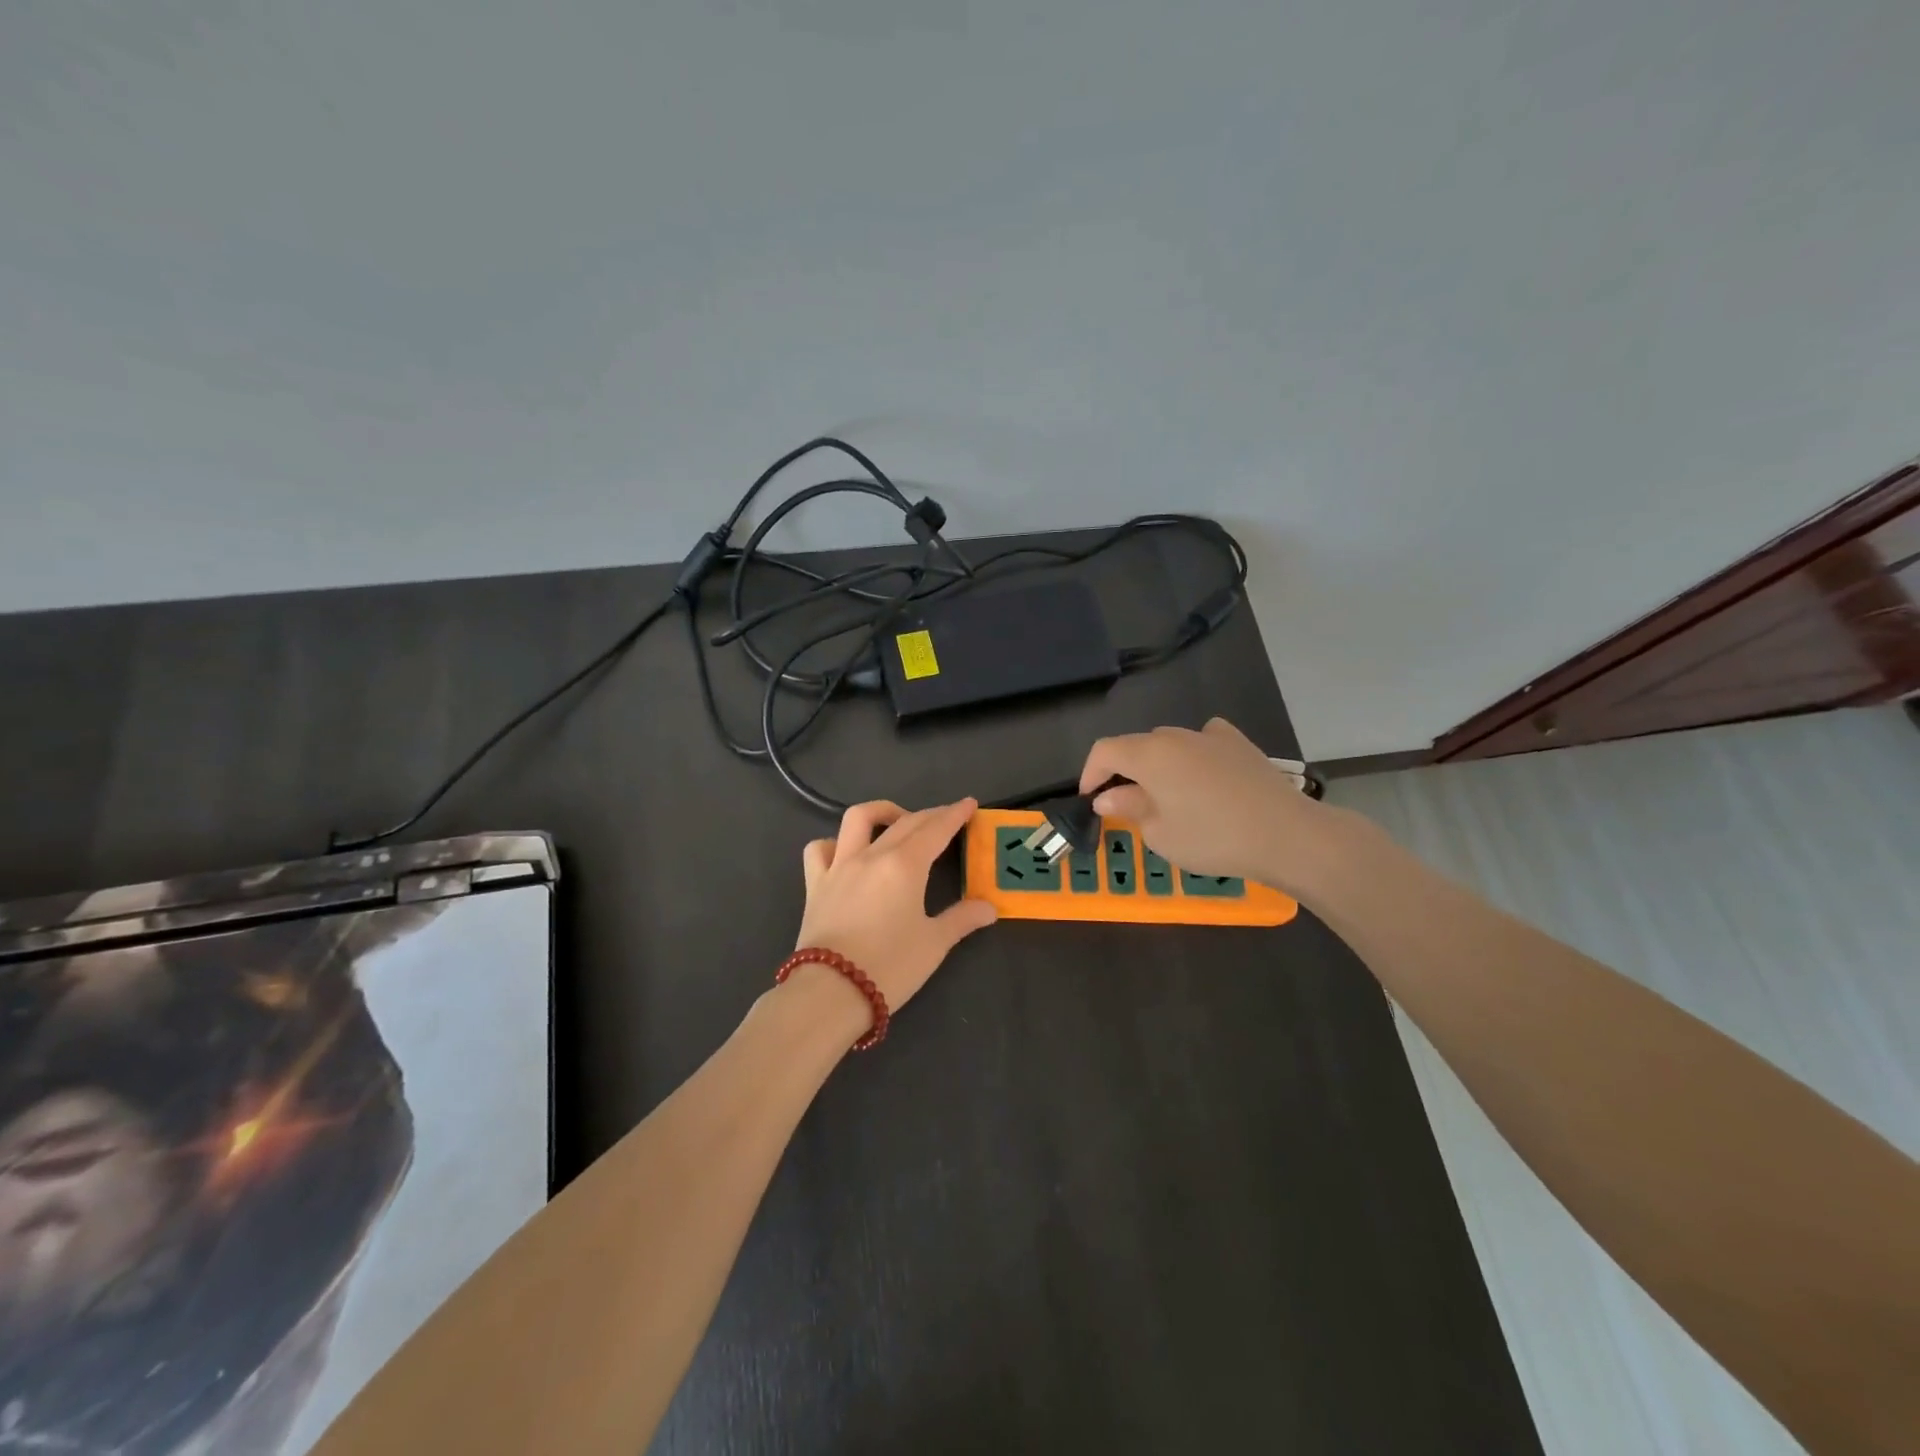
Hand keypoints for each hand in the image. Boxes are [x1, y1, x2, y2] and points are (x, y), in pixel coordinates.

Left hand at [790, 799, 996, 1033]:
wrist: (831, 991)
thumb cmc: (890, 966)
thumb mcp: (934, 944)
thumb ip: (962, 919)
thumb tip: (989, 907)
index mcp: (905, 865)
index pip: (935, 829)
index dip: (954, 815)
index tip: (968, 803)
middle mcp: (872, 855)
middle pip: (905, 822)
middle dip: (929, 814)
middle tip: (947, 817)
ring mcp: (839, 866)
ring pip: (858, 819)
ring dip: (881, 811)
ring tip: (896, 820)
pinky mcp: (815, 884)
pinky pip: (820, 849)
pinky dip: (834, 843)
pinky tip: (846, 853)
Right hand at [1079, 718, 1370, 898]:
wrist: (1287, 835)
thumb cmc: (1213, 838)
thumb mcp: (1160, 833)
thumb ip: (1129, 807)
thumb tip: (1108, 796)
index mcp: (1150, 754)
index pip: (1104, 751)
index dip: (1090, 773)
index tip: (1090, 801)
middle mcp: (1176, 736)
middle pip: (1137, 746)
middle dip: (1124, 773)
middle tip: (1127, 807)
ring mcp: (1211, 736)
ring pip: (1170, 744)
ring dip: (1158, 766)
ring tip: (1167, 798)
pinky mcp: (1240, 744)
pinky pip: (1204, 741)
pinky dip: (1193, 755)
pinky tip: (1203, 776)